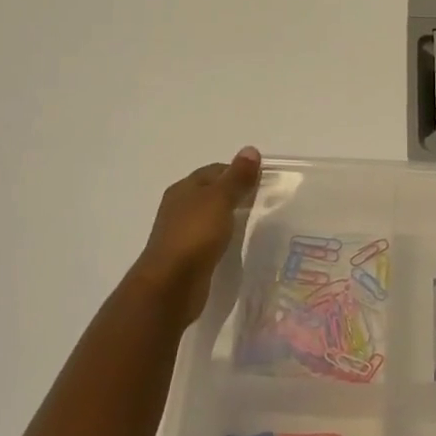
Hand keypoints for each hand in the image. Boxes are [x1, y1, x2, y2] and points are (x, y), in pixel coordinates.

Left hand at [132, 148, 261, 324]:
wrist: (170, 286)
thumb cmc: (195, 235)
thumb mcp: (220, 200)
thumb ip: (237, 177)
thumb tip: (251, 149)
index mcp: (184, 188)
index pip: (215, 170)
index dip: (239, 171)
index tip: (264, 180)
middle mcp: (180, 207)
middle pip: (212, 192)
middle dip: (236, 193)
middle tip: (265, 200)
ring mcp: (182, 232)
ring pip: (211, 216)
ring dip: (230, 216)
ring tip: (256, 221)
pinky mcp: (187, 256)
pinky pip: (210, 238)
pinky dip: (224, 236)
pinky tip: (238, 243)